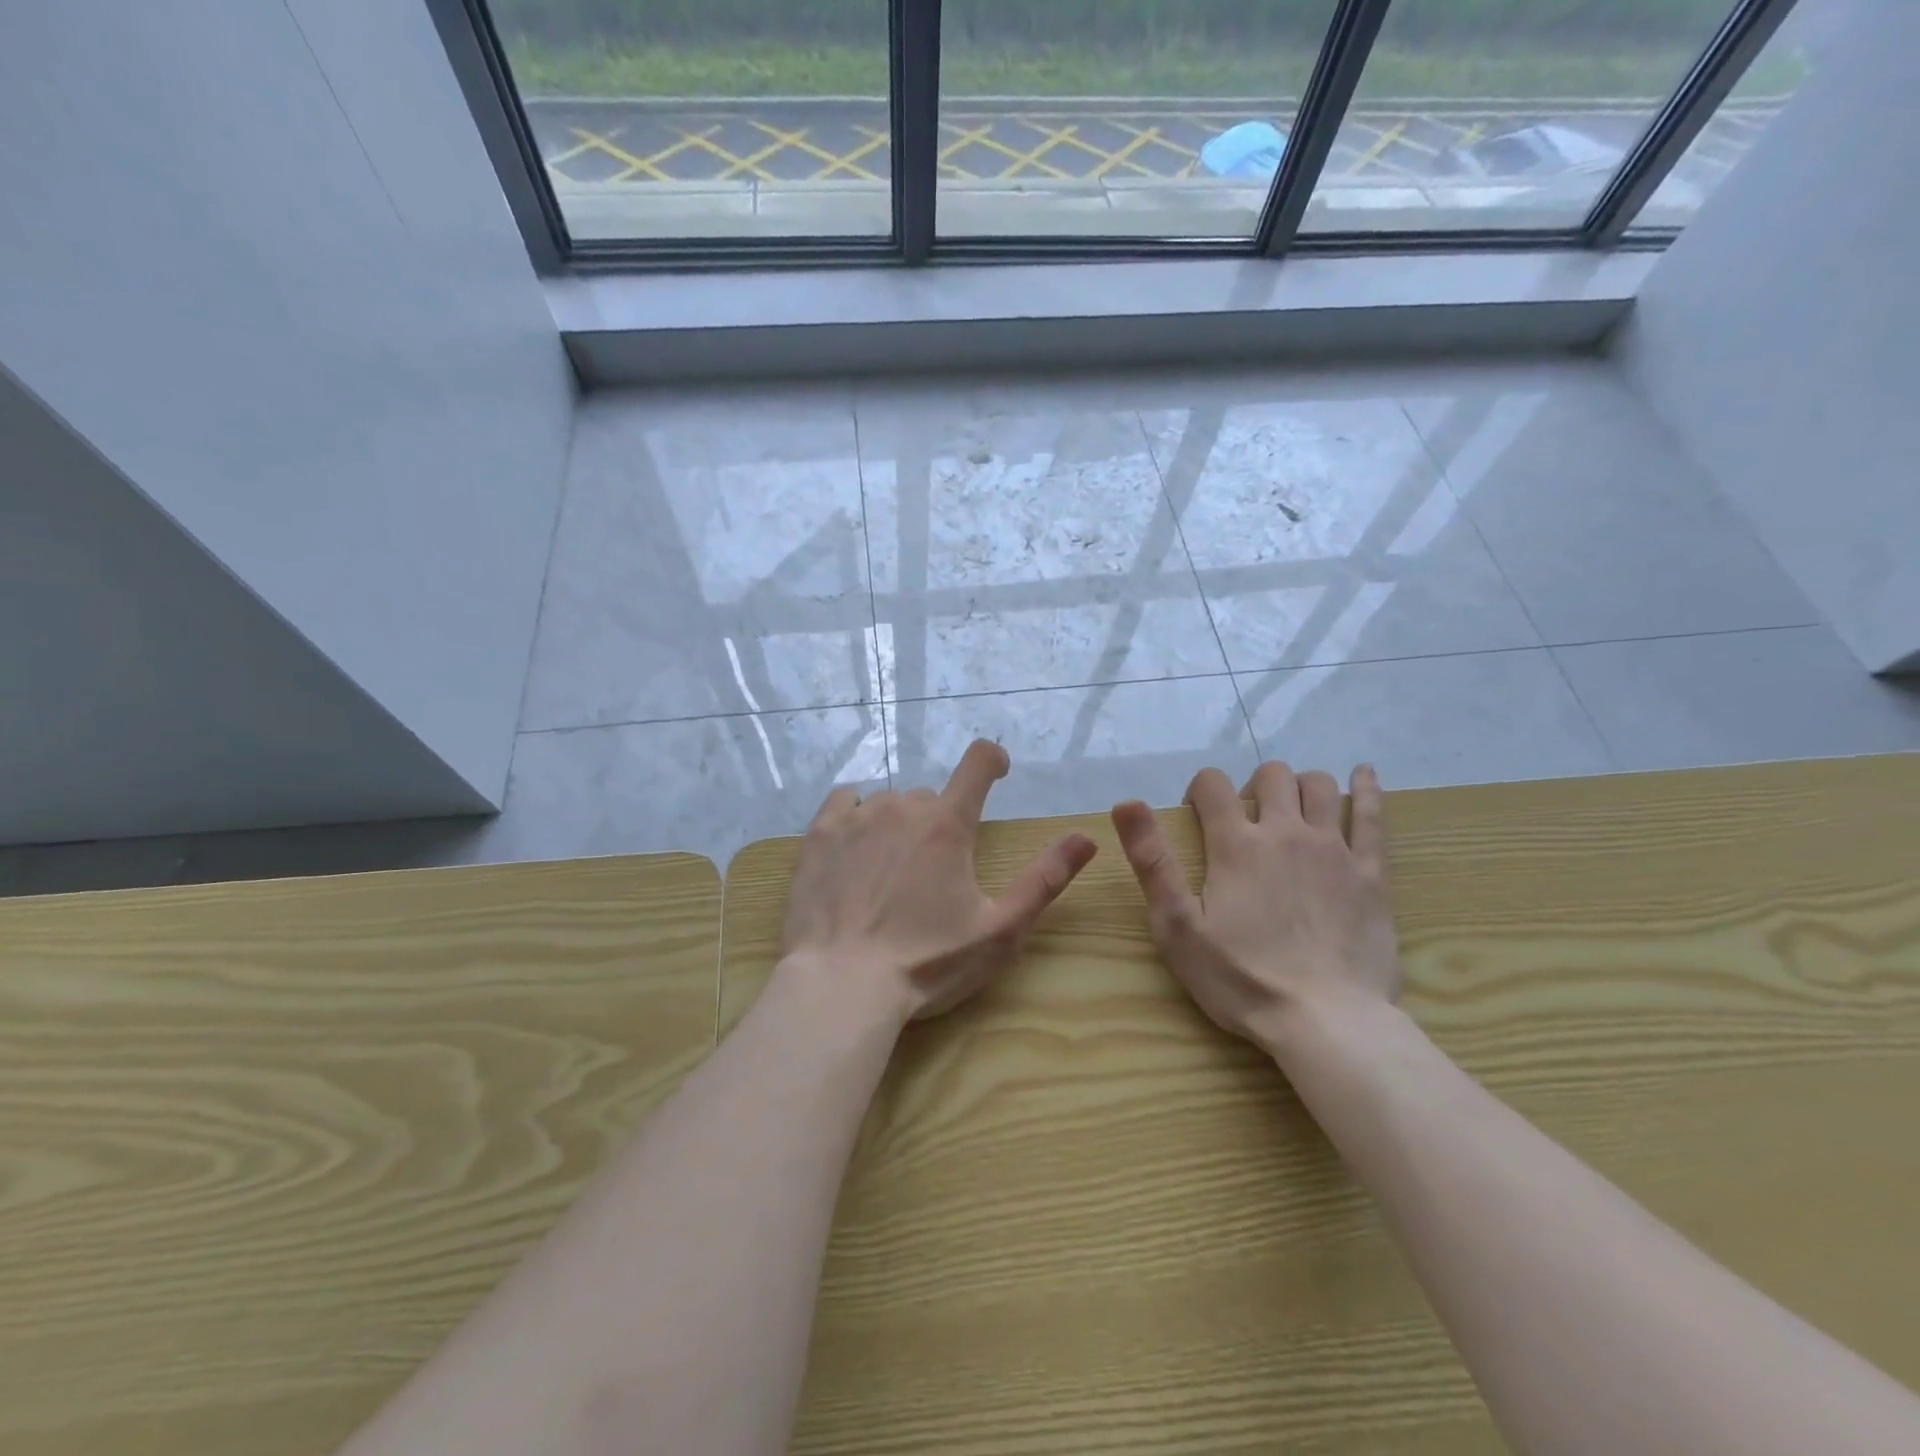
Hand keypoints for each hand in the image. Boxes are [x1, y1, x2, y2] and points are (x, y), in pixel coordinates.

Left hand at [780, 740, 1098, 1024]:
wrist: (841, 986)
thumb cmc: (927, 962)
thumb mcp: (999, 930)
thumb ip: (1044, 880)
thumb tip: (1087, 837)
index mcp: (948, 824)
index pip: (978, 762)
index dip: (993, 759)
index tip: (998, 772)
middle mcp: (903, 807)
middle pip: (931, 797)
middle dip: (941, 823)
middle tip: (937, 873)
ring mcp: (856, 817)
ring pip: (889, 803)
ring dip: (900, 825)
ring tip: (892, 873)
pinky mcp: (820, 834)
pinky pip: (844, 801)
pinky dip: (856, 813)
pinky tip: (855, 846)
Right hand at [1110, 762, 1400, 1053]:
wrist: (1327, 1021)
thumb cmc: (1242, 978)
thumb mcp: (1177, 926)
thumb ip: (1152, 861)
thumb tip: (1126, 802)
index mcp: (1236, 845)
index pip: (1213, 785)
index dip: (1200, 790)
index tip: (1197, 815)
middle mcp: (1285, 832)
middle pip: (1272, 776)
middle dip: (1253, 786)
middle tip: (1247, 821)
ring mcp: (1333, 849)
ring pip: (1319, 786)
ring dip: (1300, 786)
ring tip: (1292, 811)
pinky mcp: (1371, 873)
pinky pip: (1373, 816)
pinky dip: (1367, 789)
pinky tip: (1364, 774)